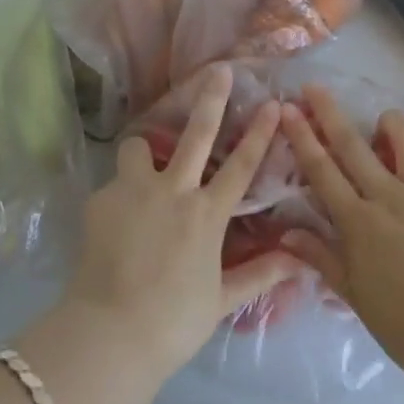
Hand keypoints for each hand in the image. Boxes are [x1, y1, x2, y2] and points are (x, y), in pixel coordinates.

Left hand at [57, 64, 305, 382]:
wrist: (110, 332)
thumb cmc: (173, 321)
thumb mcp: (221, 300)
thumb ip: (260, 275)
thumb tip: (302, 264)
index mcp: (206, 214)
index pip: (242, 165)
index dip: (260, 132)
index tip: (272, 102)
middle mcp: (173, 190)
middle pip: (197, 133)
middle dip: (211, 98)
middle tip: (217, 70)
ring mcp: (134, 190)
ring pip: (139, 147)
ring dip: (143, 152)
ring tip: (141, 167)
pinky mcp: (102, 199)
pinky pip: (113, 187)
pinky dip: (118, 198)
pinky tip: (114, 225)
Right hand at [280, 86, 403, 383]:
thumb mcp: (357, 298)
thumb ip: (322, 259)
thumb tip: (286, 233)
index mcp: (359, 224)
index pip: (322, 170)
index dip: (302, 137)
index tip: (288, 108)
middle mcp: (390, 197)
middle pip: (353, 144)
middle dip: (329, 111)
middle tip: (313, 87)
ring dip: (388, 122)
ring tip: (381, 125)